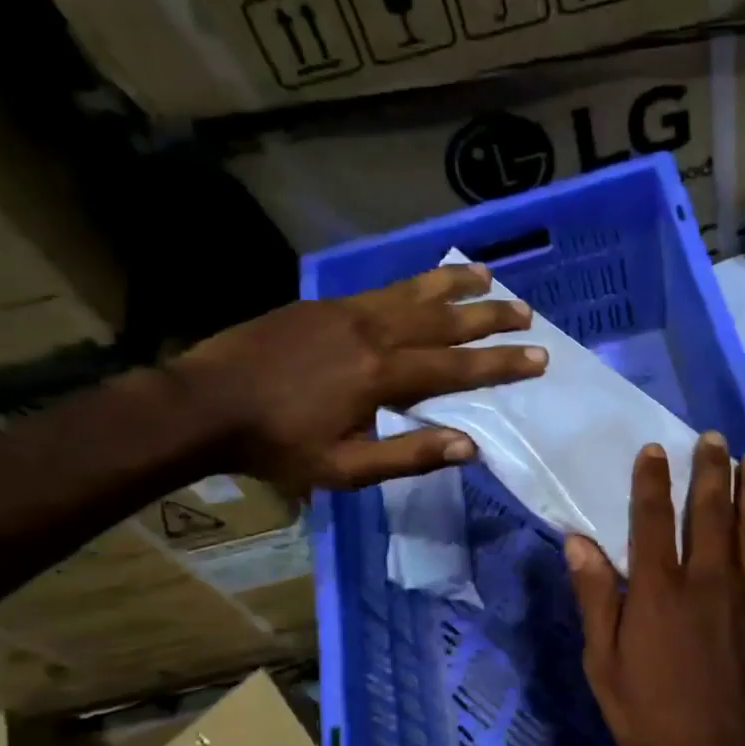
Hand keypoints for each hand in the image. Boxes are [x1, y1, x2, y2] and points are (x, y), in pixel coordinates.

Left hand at [173, 262, 543, 491]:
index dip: (501, 363)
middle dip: (490, 317)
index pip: (457, 368)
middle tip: (526, 312)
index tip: (539, 356)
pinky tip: (427, 281)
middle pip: (445, 321)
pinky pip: (383, 288)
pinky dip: (415, 282)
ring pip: (416, 293)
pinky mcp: (326, 305)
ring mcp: (348, 313)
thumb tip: (469, 446)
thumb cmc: (277, 445)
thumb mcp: (343, 469)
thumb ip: (408, 455)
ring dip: (456, 286)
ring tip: (489, 276)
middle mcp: (374, 334)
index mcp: (382, 377)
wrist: (205, 404)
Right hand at [564, 433, 744, 745]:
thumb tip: (578, 542)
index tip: (654, 449)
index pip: (653, 519)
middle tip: (713, 438)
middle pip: (710, 510)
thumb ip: (596, 598)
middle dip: (710, 469)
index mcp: (659, 590)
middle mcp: (708, 579)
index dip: (651, 480)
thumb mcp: (605, 666)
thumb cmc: (655, 719)